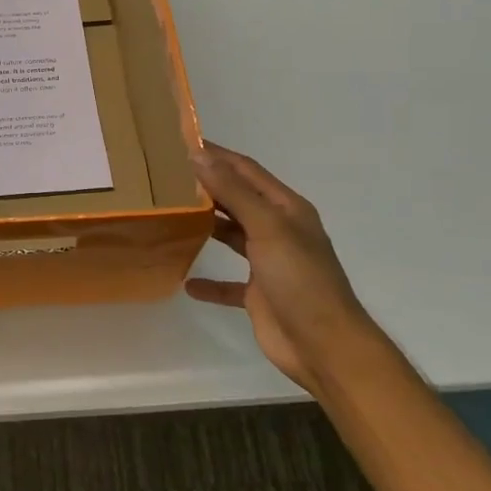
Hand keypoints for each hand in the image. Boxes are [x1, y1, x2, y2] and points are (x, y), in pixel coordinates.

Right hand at [186, 142, 368, 390]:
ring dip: (206, 226)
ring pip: (232, 235)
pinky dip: (209, 281)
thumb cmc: (300, 279)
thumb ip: (234, 192)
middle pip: (238, 199)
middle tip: (166, 176)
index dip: (216, 155)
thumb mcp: (268, 228)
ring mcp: (269, 263)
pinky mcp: (258, 294)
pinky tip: (186, 282)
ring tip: (170, 214)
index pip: (246, 170)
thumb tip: (199, 155)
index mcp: (287, 209)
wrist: (325, 346)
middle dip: (207, 187)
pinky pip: (228, 282)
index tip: (180, 143)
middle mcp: (278, 230)